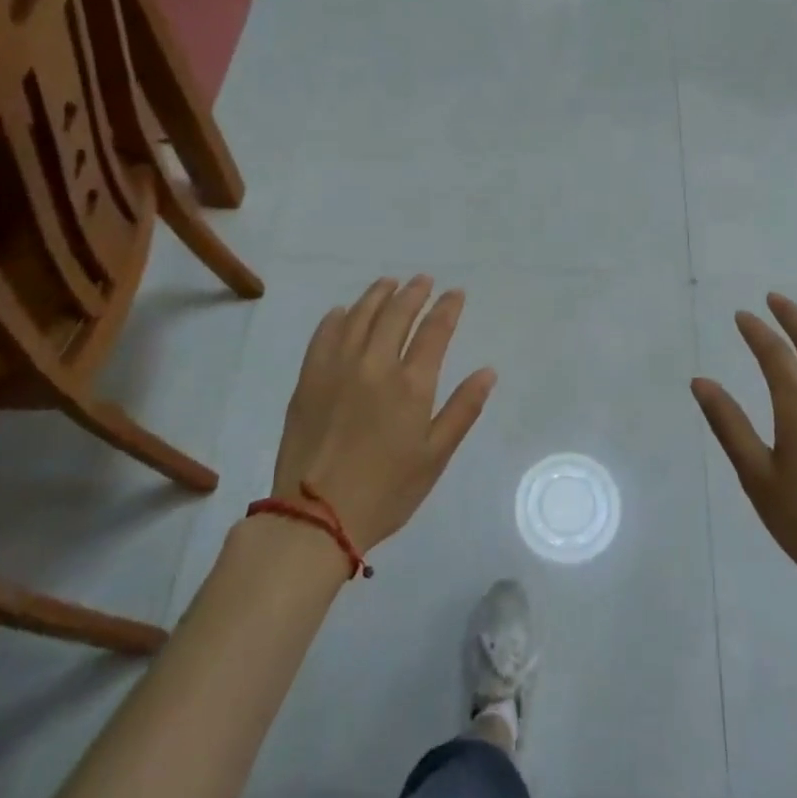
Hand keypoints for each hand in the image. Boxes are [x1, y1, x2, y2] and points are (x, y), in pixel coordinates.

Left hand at [273, 276, 496, 553]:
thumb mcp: (435, 456)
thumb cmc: (386, 491)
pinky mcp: (309, 380)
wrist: (316, 517)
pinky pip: (324, 335)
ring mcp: (337, 369)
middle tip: (423, 280)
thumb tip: (487, 371)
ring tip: (389, 283)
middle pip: (396, 314)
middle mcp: (375, 365)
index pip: (434, 331)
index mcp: (411, 384)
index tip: (455, 293)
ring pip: (359, 317)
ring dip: (377, 295)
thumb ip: (462, 409)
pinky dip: (337, 317)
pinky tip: (343, 311)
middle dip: (413, 293)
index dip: (447, 308)